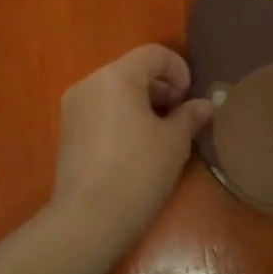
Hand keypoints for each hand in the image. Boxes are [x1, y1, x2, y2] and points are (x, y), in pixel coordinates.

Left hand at [51, 45, 212, 241]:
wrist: (89, 219)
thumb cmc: (139, 171)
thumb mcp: (174, 142)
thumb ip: (190, 115)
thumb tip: (206, 104)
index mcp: (117, 76)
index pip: (154, 54)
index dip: (179, 71)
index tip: (189, 100)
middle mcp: (90, 83)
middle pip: (133, 70)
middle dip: (161, 89)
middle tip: (180, 119)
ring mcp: (74, 107)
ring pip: (116, 91)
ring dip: (142, 104)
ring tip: (161, 135)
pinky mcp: (67, 132)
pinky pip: (101, 111)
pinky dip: (123, 118)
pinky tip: (136, 148)